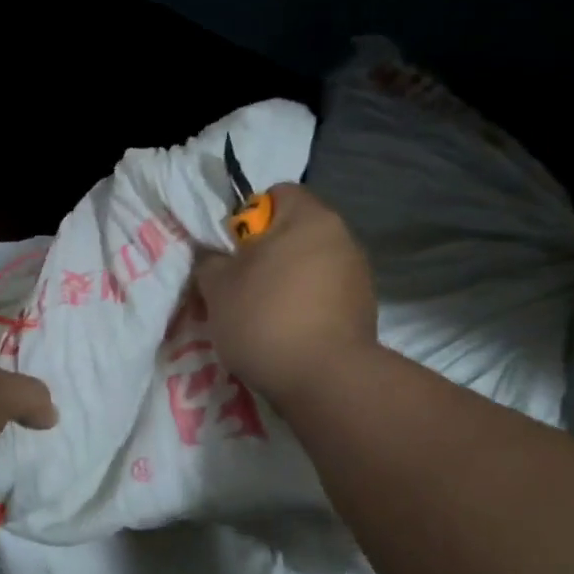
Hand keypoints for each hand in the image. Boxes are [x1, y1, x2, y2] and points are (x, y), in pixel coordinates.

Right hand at [193, 184, 378, 404]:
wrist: (325, 379)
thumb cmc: (265, 318)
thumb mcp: (217, 287)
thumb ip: (210, 261)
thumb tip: (215, 256)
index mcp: (309, 217)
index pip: (275, 194)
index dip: (245, 218)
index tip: (229, 252)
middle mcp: (342, 237)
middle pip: (293, 233)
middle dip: (263, 256)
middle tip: (236, 288)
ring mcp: (357, 275)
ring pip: (307, 267)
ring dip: (283, 284)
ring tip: (260, 318)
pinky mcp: (363, 310)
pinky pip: (322, 297)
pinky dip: (303, 308)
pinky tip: (285, 335)